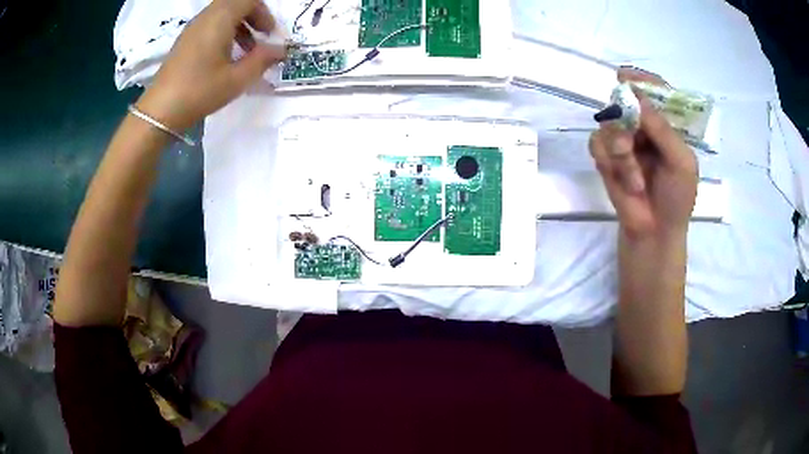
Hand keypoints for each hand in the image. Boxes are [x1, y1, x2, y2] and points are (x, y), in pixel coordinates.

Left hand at [136, 0, 286, 130]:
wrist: (159, 112)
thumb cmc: (199, 92)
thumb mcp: (236, 79)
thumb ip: (262, 60)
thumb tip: (281, 50)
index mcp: (219, 19)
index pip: (249, 0)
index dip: (264, 13)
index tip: (270, 34)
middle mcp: (206, 17)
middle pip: (236, 3)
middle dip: (253, 16)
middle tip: (261, 38)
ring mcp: (193, 28)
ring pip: (223, 13)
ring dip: (239, 25)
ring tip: (245, 50)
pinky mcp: (185, 40)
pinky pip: (210, 24)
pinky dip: (224, 32)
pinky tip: (225, 56)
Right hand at [588, 68, 697, 240]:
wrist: (654, 233)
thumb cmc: (677, 198)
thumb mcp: (681, 162)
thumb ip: (662, 128)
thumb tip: (636, 94)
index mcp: (667, 124)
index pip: (654, 90)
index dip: (641, 80)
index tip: (626, 77)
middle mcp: (644, 126)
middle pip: (624, 101)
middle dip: (626, 120)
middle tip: (632, 141)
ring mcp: (623, 140)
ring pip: (608, 123)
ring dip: (621, 152)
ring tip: (635, 178)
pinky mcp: (606, 157)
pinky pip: (596, 143)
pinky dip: (609, 162)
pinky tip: (623, 180)